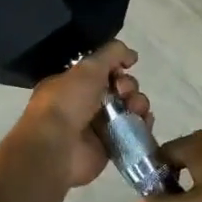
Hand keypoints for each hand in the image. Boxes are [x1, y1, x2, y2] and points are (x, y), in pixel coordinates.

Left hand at [0, 42, 149, 192]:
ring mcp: (96, 127)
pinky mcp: (109, 147)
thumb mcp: (88, 67)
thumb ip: (112, 53)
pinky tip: (145, 121)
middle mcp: (83, 104)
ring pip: (127, 109)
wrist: (57, 148)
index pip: (102, 71)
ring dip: (138, 104)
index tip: (123, 68)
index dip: (116, 68)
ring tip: (136, 108)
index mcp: (72, 84)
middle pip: (118, 89)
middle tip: (125, 92)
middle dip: (128, 86)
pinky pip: (131, 132)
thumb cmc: (67, 102)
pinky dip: (141, 125)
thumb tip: (132, 55)